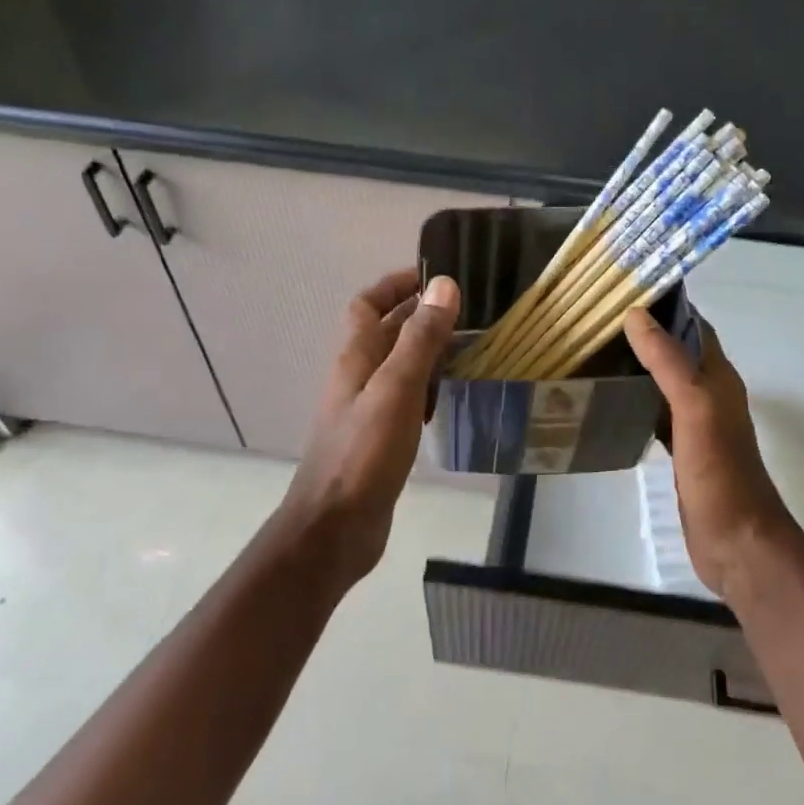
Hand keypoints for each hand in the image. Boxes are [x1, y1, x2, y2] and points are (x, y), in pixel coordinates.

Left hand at [276, 268, 460, 588]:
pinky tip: (452, 396)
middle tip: (466, 310)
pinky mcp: (379, 439)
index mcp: (355, 358)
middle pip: (385, 333)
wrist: (334, 529)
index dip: (395, 285)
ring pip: (398, 366)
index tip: (434, 275)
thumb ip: (420, 339)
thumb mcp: (396, 389)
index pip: (368, 305)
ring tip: (469, 347)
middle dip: (419, 315)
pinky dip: (427, 387)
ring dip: (426, 351)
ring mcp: (367, 410)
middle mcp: (357, 378)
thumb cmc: (363, 454)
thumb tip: (443, 285)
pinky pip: (405, 399)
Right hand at [623, 308, 800, 602]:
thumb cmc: (720, 473)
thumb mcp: (695, 409)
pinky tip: (608, 404)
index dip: (666, 306)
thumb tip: (636, 315)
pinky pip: (656, 415)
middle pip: (676, 353)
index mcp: (718, 378)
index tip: (624, 290)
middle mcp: (710, 395)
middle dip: (645, 334)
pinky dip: (635, 402)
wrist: (738, 542)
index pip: (693, 327)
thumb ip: (669, 362)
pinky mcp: (683, 452)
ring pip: (664, 383)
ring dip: (638, 367)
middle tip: (596, 322)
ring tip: (595, 354)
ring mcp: (697, 426)